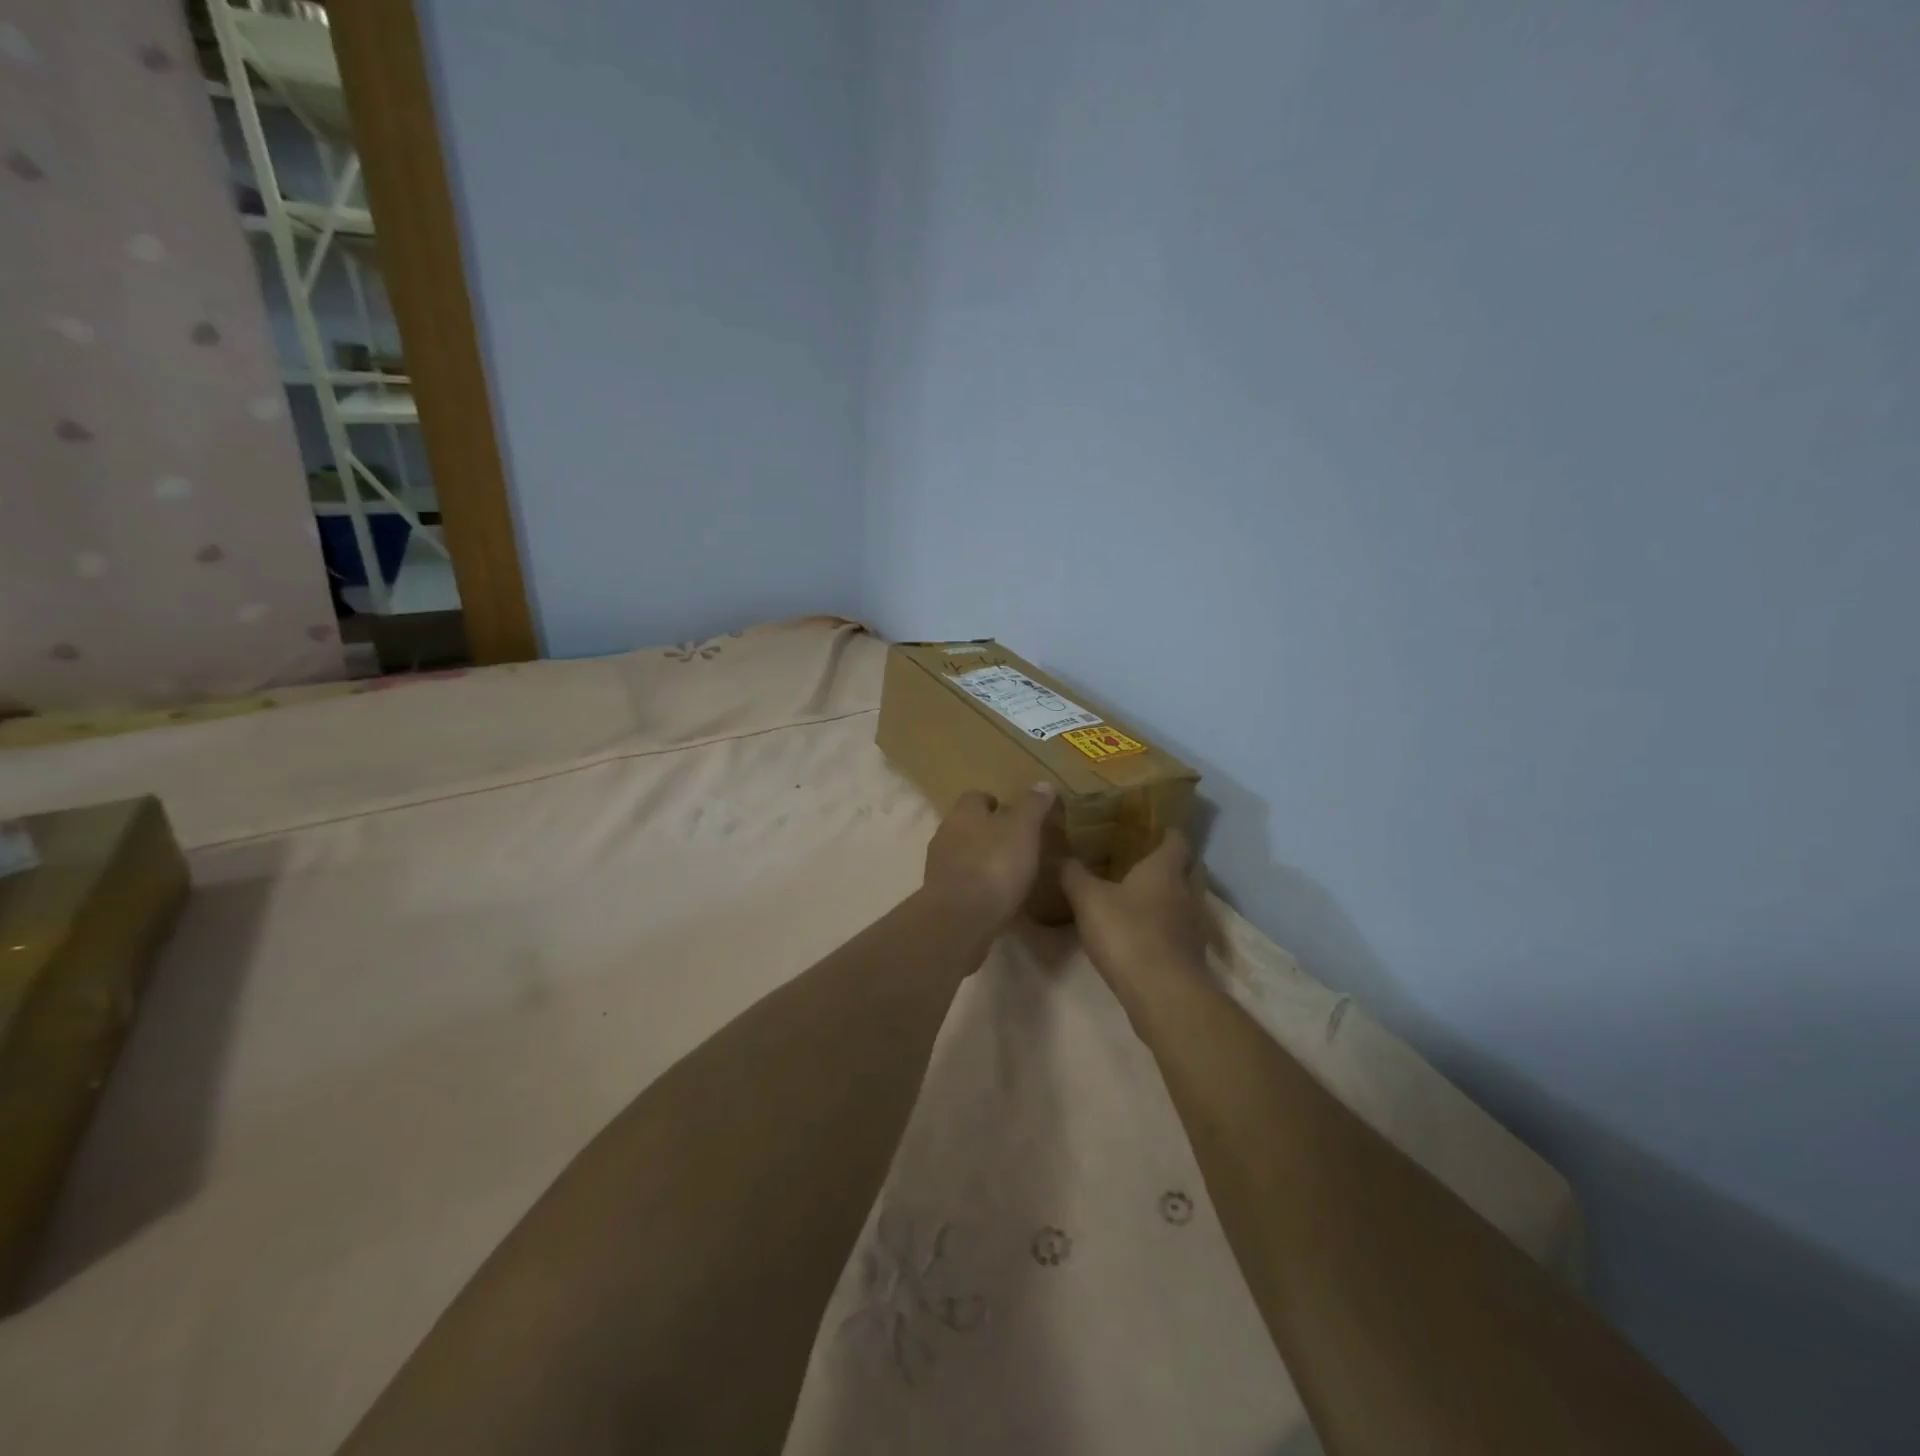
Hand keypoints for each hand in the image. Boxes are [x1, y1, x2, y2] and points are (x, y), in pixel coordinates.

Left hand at [922, 784, 1057, 926]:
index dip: (994, 803)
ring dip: (980, 859)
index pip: (976, 797)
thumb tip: (1043, 784)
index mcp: (963, 813)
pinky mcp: (939, 895)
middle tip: (1014, 842)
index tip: (1012, 813)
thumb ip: (1033, 806)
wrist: (960, 918)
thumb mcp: (1023, 830)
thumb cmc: (994, 865)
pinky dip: (975, 884)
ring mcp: (938, 866)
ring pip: (961, 854)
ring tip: (1006, 871)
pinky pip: (961, 882)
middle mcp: (945, 833)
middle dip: (987, 831)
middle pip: (966, 825)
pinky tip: (994, 897)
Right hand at [1061, 830, 1206, 984]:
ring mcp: (1194, 924)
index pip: (1176, 838)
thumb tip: (1060, 856)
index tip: (1149, 827)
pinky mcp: (1192, 954)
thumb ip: (1073, 875)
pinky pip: (1182, 928)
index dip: (1165, 830)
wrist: (1164, 994)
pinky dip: (1168, 926)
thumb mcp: (1088, 900)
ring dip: (1171, 896)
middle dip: (1173, 863)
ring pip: (1187, 899)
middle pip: (1190, 867)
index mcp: (1165, 868)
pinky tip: (1144, 932)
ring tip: (1141, 897)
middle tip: (1143, 861)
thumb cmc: (1127, 933)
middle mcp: (1186, 891)